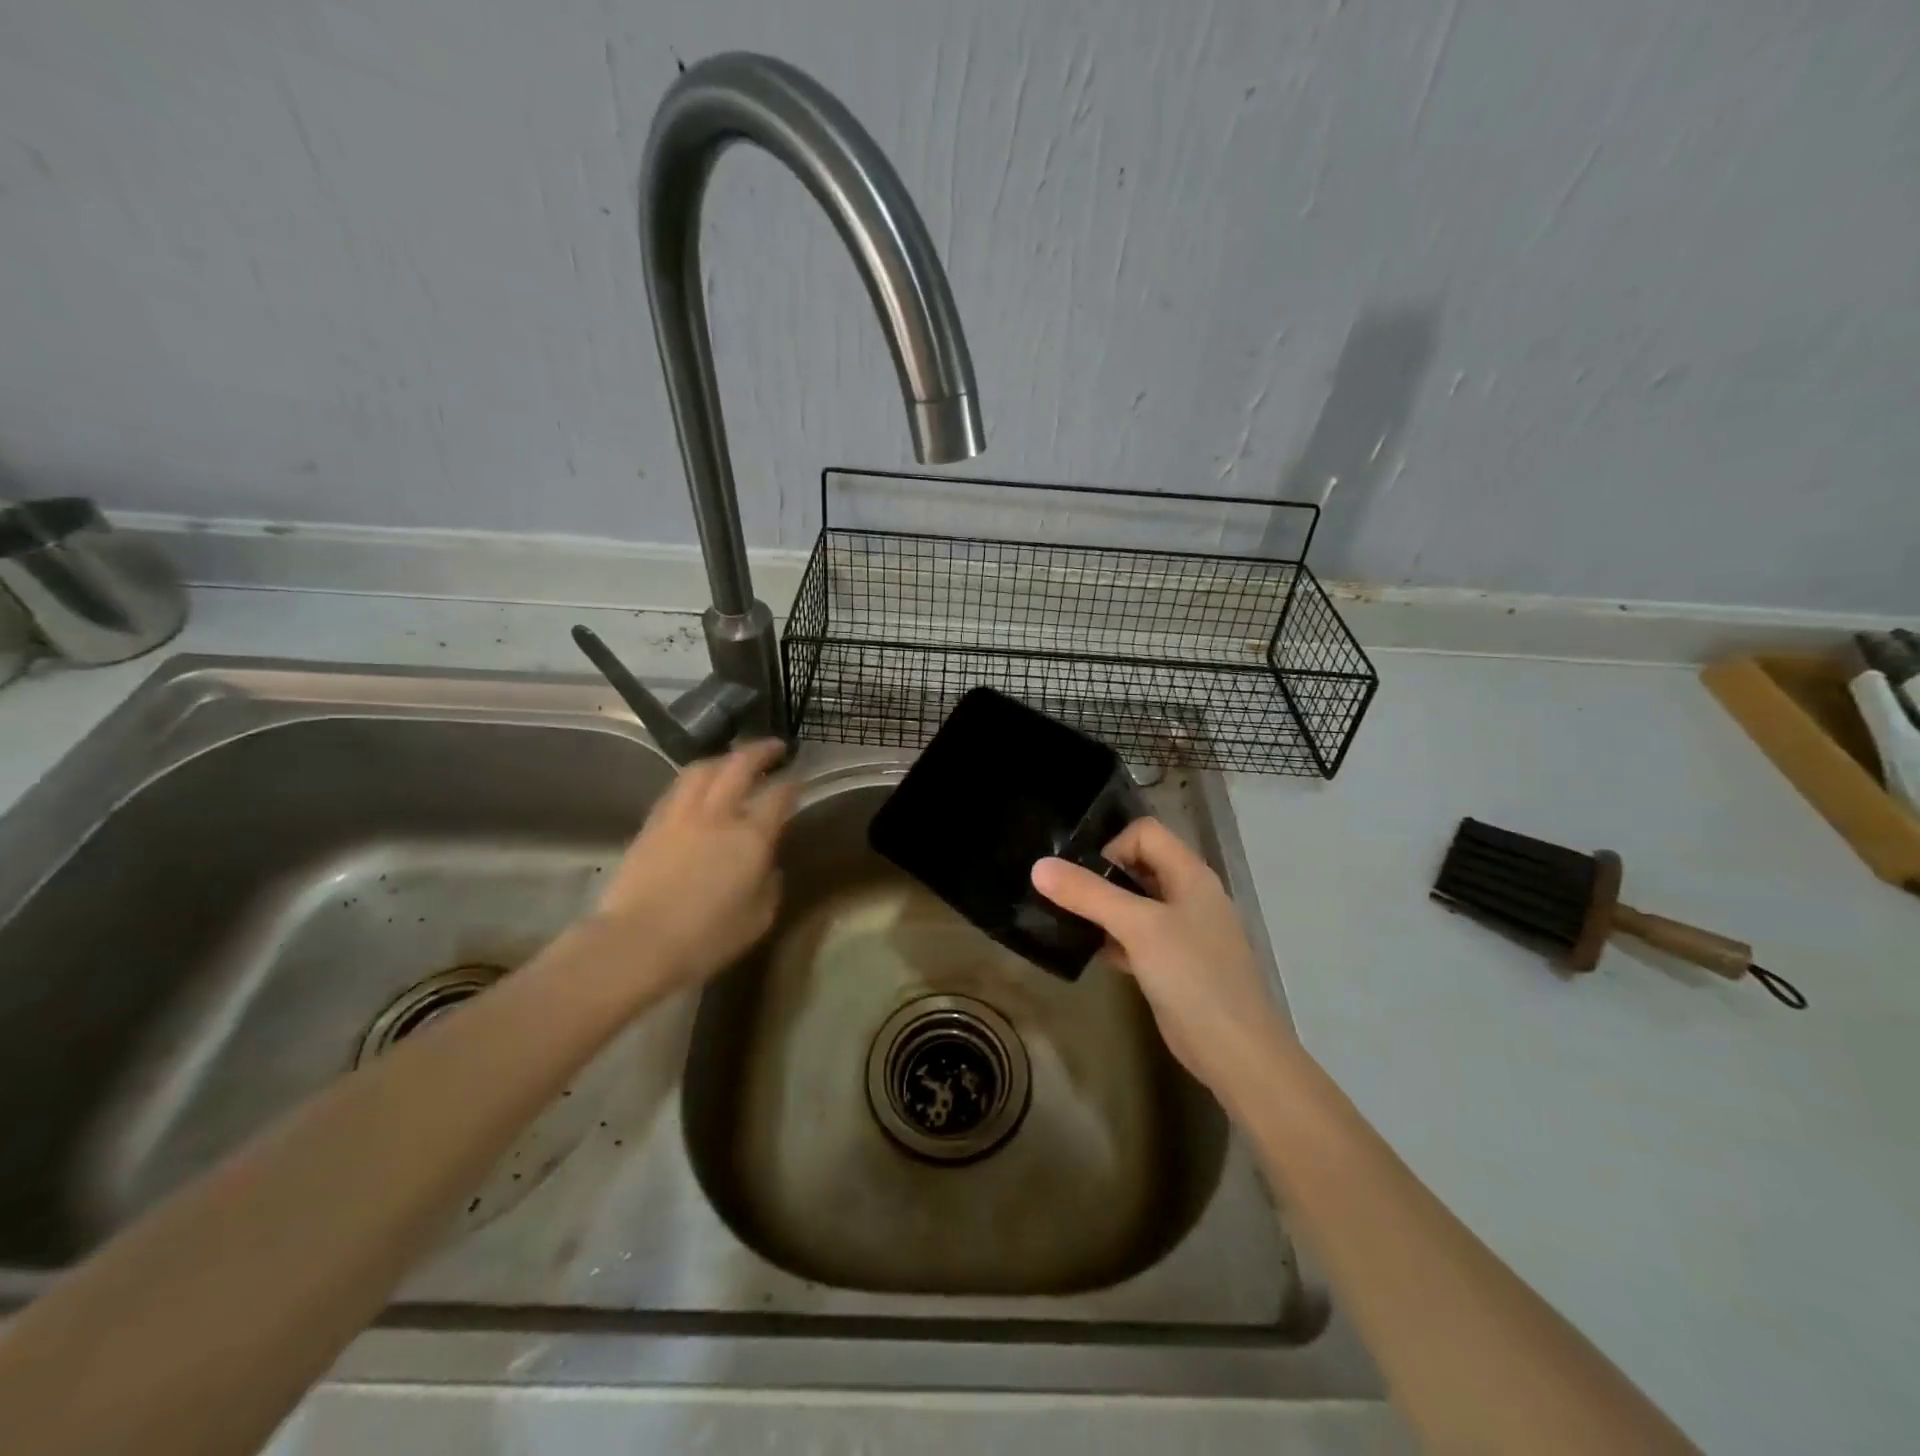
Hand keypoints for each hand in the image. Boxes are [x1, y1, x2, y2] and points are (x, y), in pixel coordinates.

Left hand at [592, 739, 796, 993]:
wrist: (637, 943)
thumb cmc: (706, 938)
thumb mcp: (758, 918)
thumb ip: (769, 884)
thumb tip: (767, 865)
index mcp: (751, 836)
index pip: (778, 795)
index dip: (792, 784)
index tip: (799, 779)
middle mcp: (717, 814)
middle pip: (740, 765)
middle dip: (761, 751)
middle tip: (774, 748)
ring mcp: (680, 815)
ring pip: (703, 769)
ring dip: (723, 758)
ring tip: (733, 760)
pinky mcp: (652, 824)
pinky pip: (677, 788)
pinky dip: (694, 778)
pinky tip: (697, 786)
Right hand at [1031, 818, 1294, 1110]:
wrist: (1235, 1052)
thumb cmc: (1191, 976)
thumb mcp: (1138, 928)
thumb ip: (1088, 894)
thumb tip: (1039, 866)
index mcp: (1190, 874)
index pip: (1144, 832)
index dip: (1112, 846)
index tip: (1085, 879)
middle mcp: (1189, 894)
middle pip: (1138, 865)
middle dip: (1101, 878)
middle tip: (1068, 900)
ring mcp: (1183, 931)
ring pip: (1135, 903)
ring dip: (1104, 910)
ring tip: (1073, 925)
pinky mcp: (1174, 963)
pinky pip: (1138, 936)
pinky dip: (1115, 939)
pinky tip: (1096, 955)